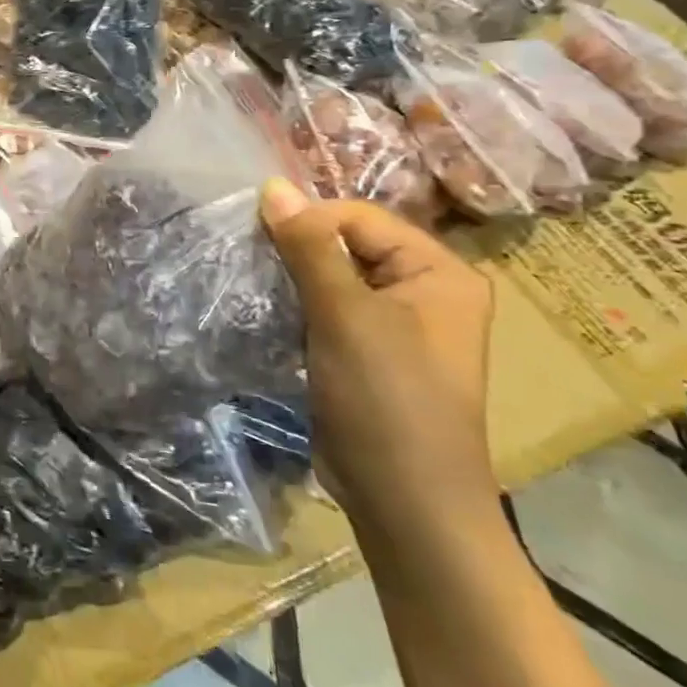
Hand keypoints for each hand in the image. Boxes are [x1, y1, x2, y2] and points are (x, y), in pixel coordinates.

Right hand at [260, 180, 496, 531]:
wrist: (405, 501)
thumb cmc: (386, 398)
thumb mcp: (346, 314)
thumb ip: (308, 247)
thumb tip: (273, 185)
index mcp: (437, 272)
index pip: (359, 218)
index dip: (307, 222)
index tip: (257, 239)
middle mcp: (422, 292)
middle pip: (345, 246)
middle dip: (295, 251)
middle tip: (248, 261)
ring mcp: (394, 326)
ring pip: (330, 279)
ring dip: (291, 280)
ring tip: (251, 285)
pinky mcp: (365, 354)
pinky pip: (326, 312)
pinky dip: (295, 308)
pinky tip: (265, 314)